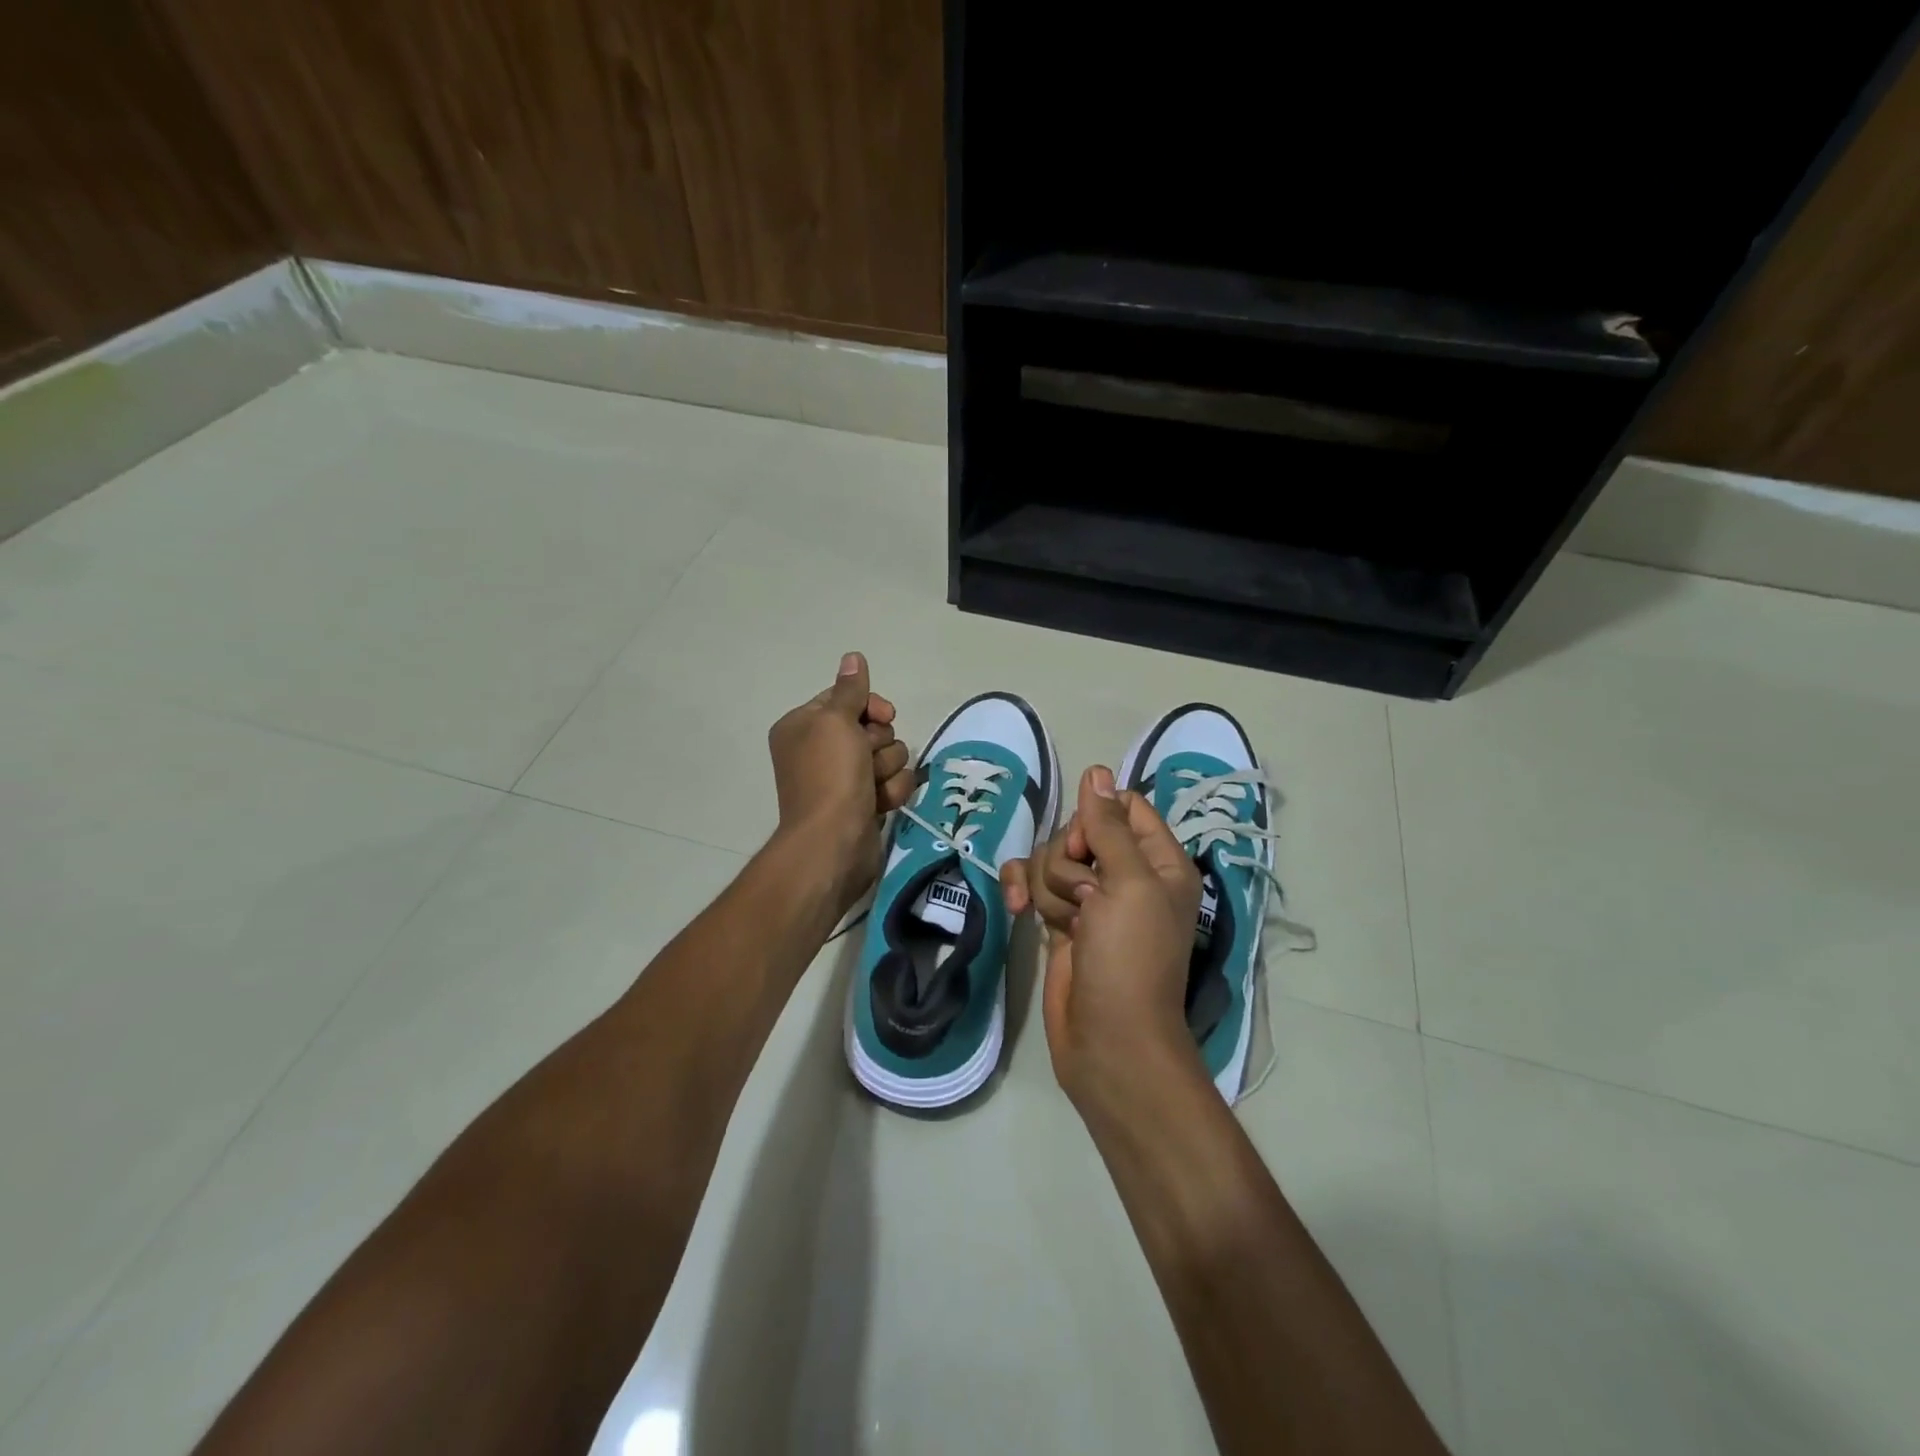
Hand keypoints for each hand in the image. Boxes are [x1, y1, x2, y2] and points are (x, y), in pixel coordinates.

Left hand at [767, 653, 915, 911]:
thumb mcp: (836, 722)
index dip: (869, 707)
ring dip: (887, 769)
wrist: (833, 843)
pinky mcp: (864, 803)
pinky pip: (892, 783)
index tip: (883, 716)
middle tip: (866, 759)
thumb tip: (853, 657)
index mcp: (804, 726)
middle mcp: (821, 750)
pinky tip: (881, 805)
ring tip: (872, 787)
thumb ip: (849, 690)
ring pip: (889, 755)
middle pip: (872, 728)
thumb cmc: (830, 776)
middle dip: (879, 743)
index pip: (847, 699)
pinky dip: (891, 792)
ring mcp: (844, 779)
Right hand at [1003, 766, 1205, 1110]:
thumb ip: (1108, 825)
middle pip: (1079, 832)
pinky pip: (1032, 883)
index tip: (1088, 849)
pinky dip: (1022, 890)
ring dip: (1049, 887)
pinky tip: (1016, 908)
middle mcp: (1126, 874)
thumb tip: (1097, 771)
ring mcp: (1091, 899)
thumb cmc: (1130, 958)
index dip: (1096, 818)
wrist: (1108, 1039)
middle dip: (1069, 862)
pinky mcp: (1060, 920)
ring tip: (1067, 925)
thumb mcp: (1128, 884)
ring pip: (1051, 858)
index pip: (1123, 806)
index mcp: (1158, 861)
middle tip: (1086, 900)